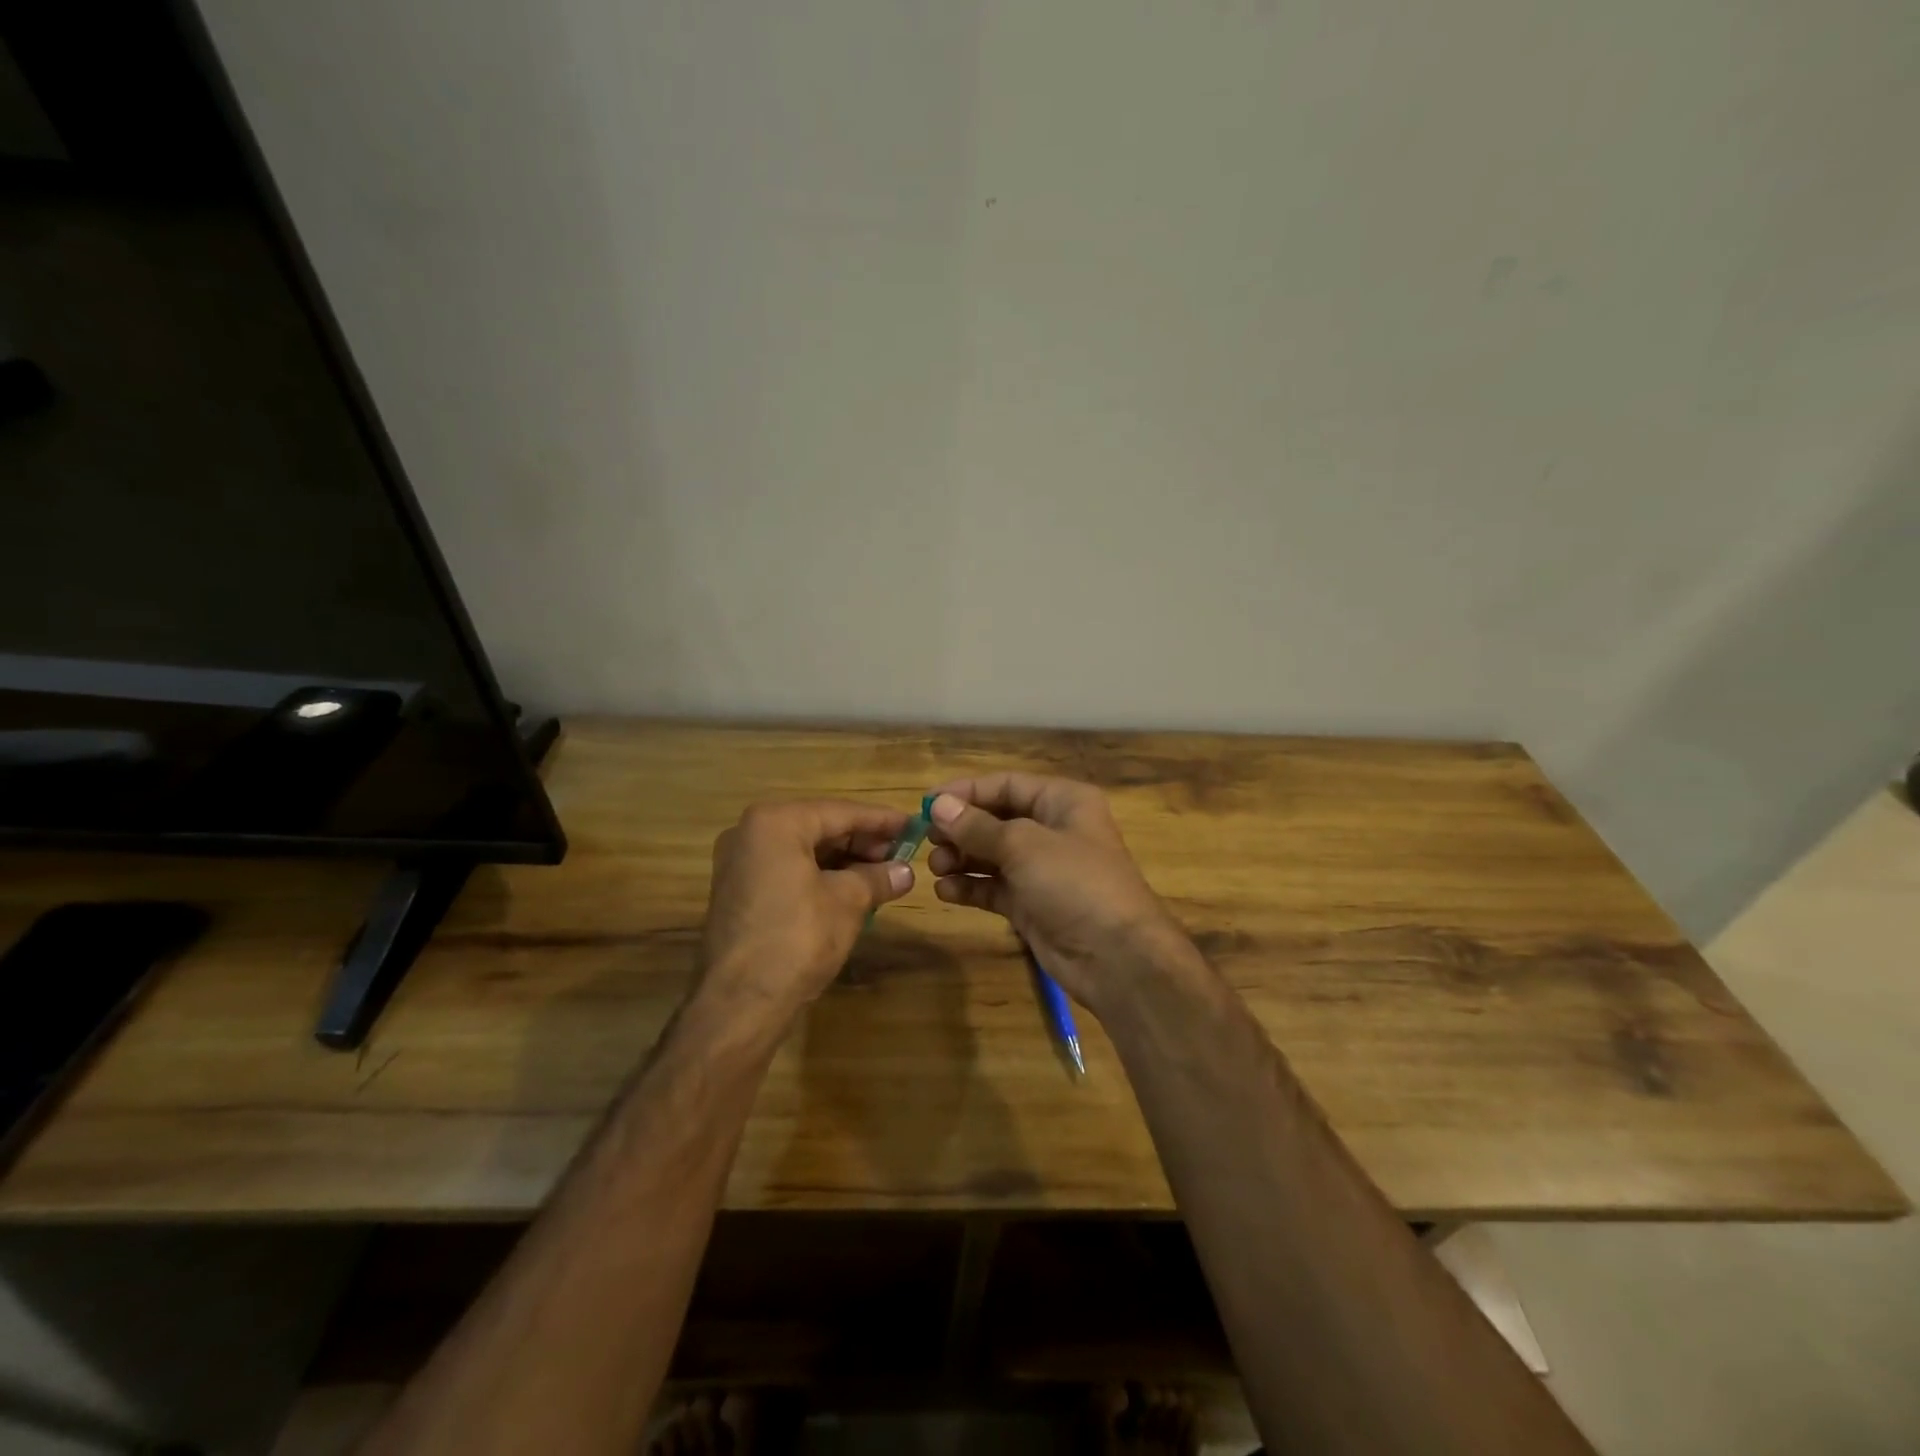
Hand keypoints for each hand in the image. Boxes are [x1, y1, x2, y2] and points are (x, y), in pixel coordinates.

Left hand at [700, 800, 914, 1021]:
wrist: (740, 1003)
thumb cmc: (798, 938)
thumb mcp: (848, 902)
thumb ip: (878, 878)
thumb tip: (905, 872)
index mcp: (775, 823)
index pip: (840, 812)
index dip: (881, 821)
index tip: (913, 825)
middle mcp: (750, 833)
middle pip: (820, 827)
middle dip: (862, 842)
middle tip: (901, 854)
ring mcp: (740, 863)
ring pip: (804, 850)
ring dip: (844, 861)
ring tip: (882, 874)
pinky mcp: (739, 892)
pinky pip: (788, 870)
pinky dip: (820, 876)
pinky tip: (851, 890)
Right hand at [925, 774, 1185, 1014]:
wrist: (1116, 957)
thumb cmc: (1074, 883)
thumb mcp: (1023, 845)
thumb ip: (977, 826)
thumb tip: (938, 806)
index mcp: (1063, 801)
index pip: (1006, 785)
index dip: (966, 792)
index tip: (927, 803)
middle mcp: (1053, 830)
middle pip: (997, 819)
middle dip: (961, 828)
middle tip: (926, 840)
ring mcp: (1043, 870)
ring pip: (992, 855)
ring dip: (962, 858)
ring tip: (935, 867)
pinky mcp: (1032, 904)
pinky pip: (994, 888)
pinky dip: (971, 887)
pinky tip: (946, 892)